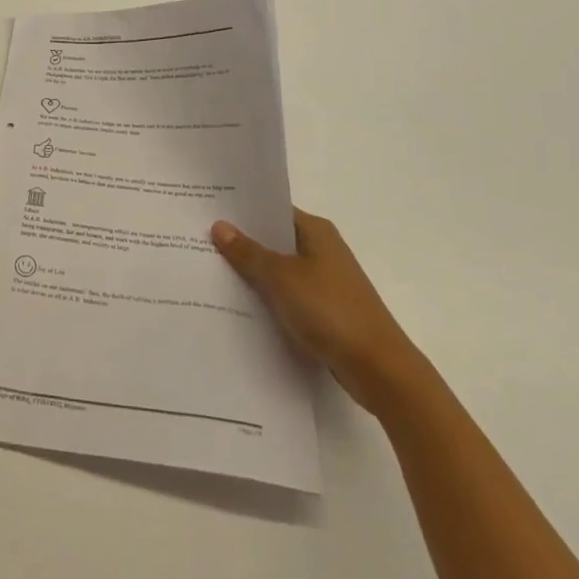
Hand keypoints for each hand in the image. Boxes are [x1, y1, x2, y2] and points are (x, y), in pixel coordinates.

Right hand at [212, 210, 424, 414]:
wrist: (379, 369)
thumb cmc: (330, 310)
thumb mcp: (281, 277)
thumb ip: (248, 253)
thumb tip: (219, 225)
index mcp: (316, 231)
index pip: (272, 209)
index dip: (242, 210)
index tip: (208, 209)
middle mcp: (322, 250)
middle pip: (274, 239)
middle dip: (241, 241)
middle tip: (199, 239)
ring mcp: (325, 282)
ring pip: (279, 269)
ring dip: (253, 272)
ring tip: (210, 271)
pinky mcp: (325, 311)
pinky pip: (287, 295)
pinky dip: (267, 297)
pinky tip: (238, 304)